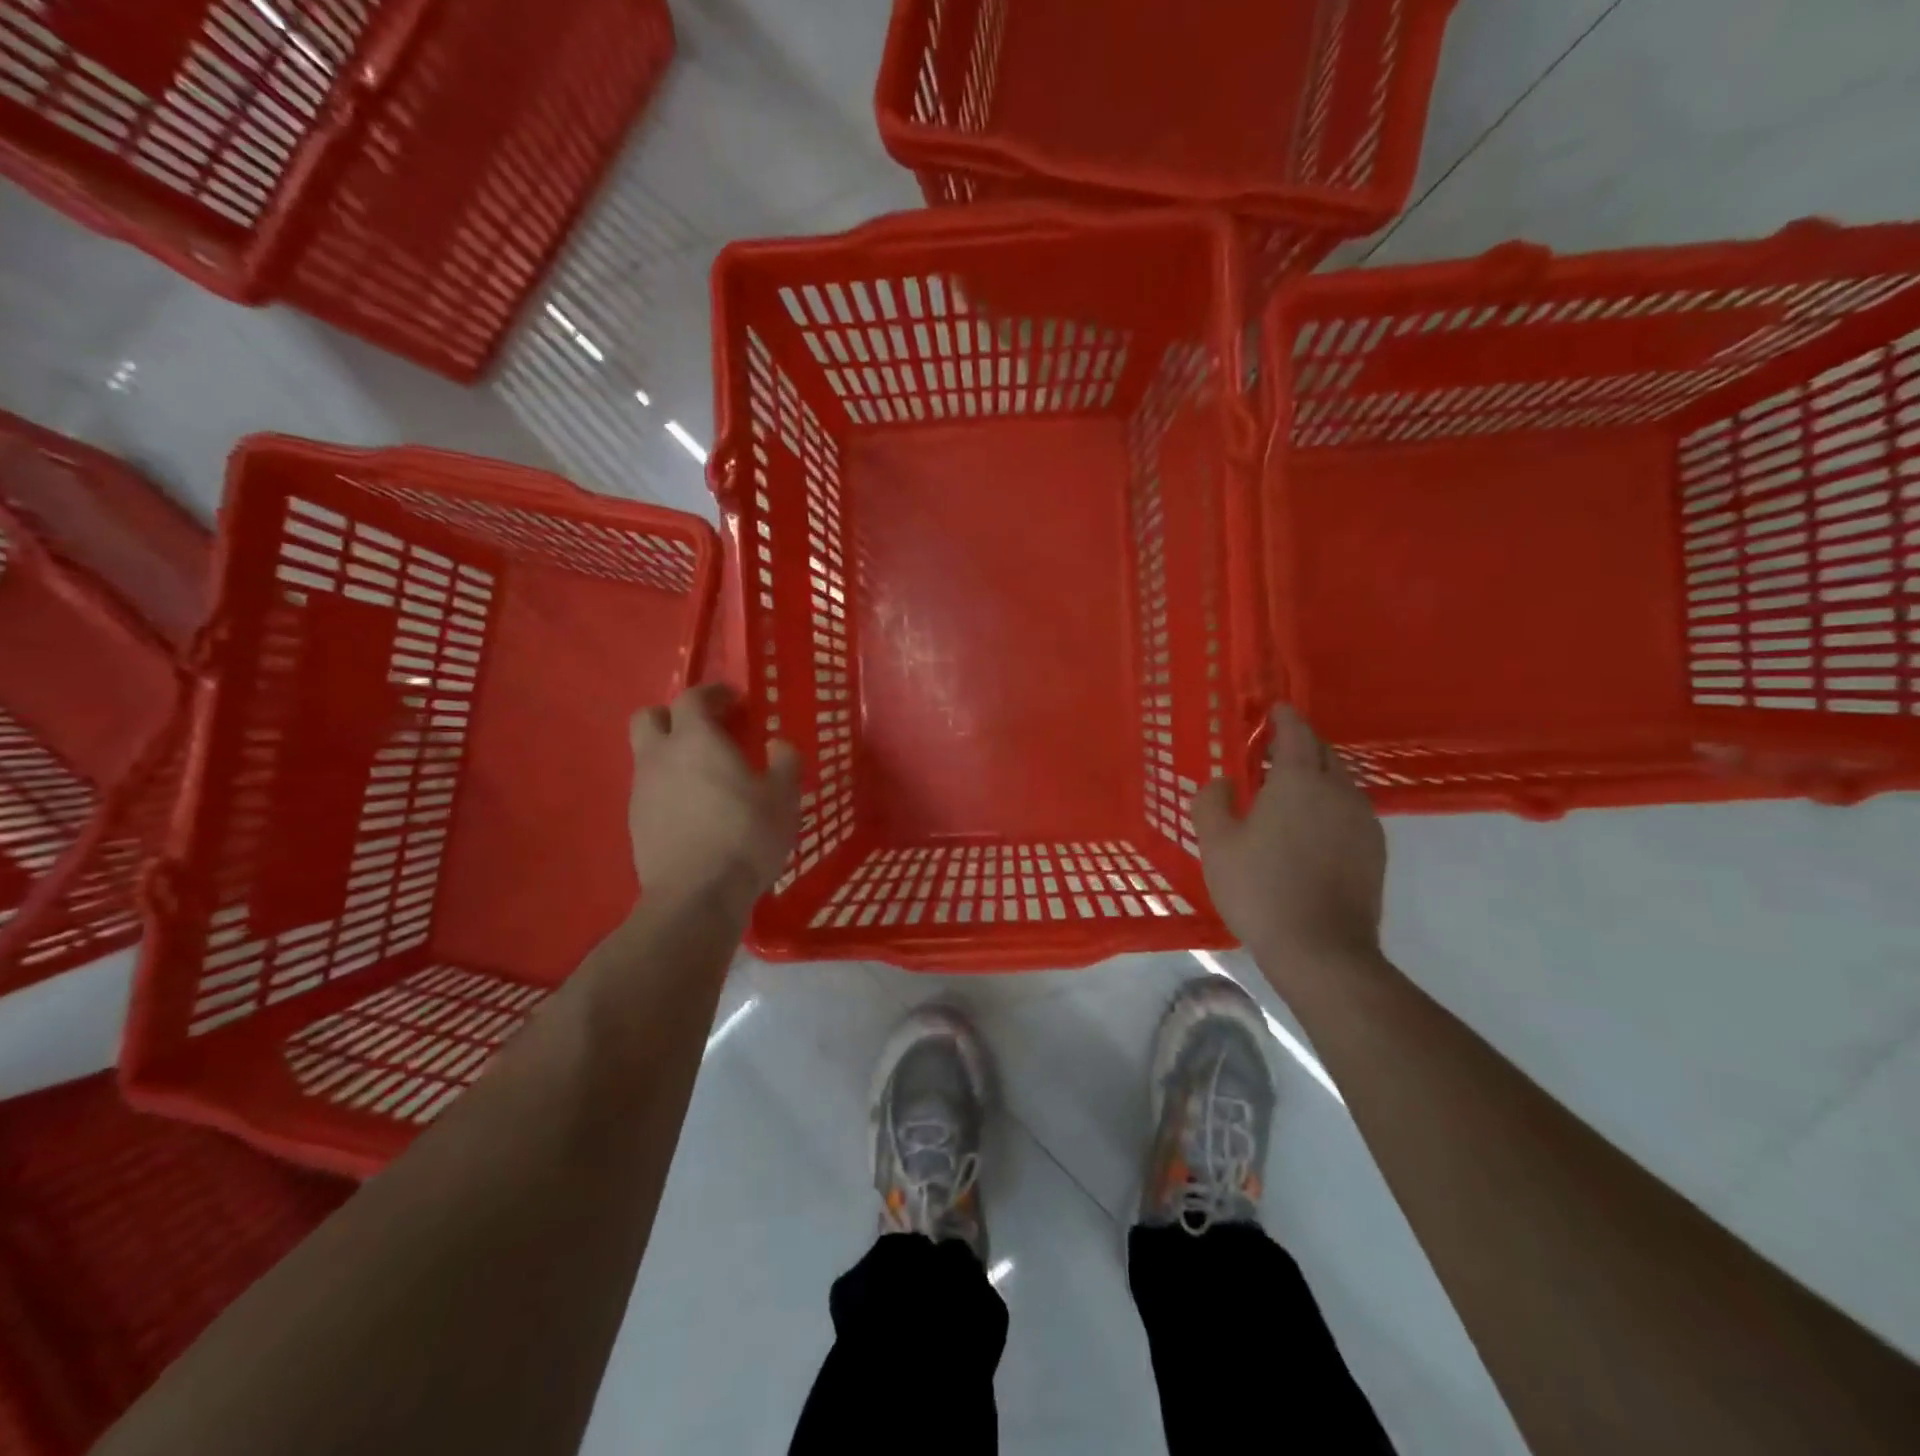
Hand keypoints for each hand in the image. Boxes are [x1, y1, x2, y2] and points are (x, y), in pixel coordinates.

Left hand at [628, 685, 800, 918]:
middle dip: (674, 716)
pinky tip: (695, 810)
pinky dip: (669, 788)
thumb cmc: (745, 837)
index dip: (713, 694)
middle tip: (705, 730)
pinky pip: (650, 790)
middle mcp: (660, 757)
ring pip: (647, 756)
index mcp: (696, 740)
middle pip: (649, 717)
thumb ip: (784, 763)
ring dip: (672, 755)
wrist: (696, 897)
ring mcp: (641, 791)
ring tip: (705, 776)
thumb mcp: (783, 798)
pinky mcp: (635, 823)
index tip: (734, 700)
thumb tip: (778, 745)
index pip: (693, 698)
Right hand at [1193, 706, 1385, 974]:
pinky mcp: (1374, 852)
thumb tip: (1223, 781)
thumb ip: (1212, 802)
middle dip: (1300, 745)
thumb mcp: (1217, 844)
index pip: (1296, 733)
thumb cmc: (1260, 888)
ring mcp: (1363, 822)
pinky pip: (1349, 812)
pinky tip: (1311, 830)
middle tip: (1272, 751)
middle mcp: (1339, 791)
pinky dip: (1329, 806)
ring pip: (1340, 783)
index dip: (1283, 718)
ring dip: (1316, 777)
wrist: (1321, 949)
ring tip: (1289, 792)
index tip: (1274, 709)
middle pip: (1323, 753)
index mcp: (1300, 781)